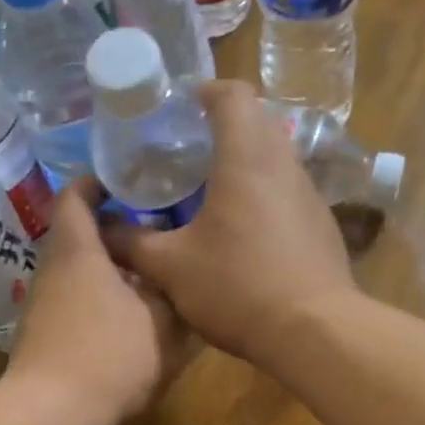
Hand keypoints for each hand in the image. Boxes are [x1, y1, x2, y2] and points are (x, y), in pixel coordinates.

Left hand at [5, 180, 185, 424]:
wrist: (54, 416)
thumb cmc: (110, 355)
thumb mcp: (162, 323)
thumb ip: (174, 295)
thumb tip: (179, 278)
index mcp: (78, 251)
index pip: (76, 197)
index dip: (98, 183)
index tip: (127, 180)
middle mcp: (53, 271)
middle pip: (80, 237)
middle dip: (116, 231)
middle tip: (158, 230)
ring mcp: (44, 307)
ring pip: (80, 273)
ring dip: (111, 270)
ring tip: (152, 276)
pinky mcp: (45, 339)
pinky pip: (76, 303)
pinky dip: (102, 300)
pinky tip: (132, 319)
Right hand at [110, 80, 357, 364]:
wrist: (314, 332)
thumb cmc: (238, 287)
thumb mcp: (171, 268)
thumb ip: (132, 243)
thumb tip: (101, 228)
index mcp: (246, 158)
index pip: (233, 95)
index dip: (205, 92)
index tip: (181, 109)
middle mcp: (285, 166)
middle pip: (257, 124)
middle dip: (223, 129)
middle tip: (188, 154)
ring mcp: (311, 197)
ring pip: (276, 161)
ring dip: (246, 166)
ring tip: (212, 194)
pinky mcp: (323, 228)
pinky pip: (290, 195)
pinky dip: (265, 198)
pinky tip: (245, 234)